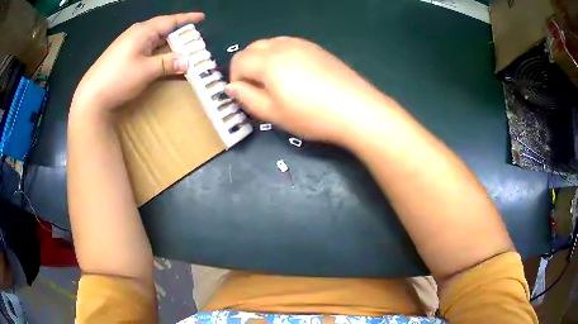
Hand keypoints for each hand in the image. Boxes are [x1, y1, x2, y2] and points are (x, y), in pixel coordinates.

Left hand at [72, 13, 204, 112]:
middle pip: (162, 29)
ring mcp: (128, 44)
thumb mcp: (146, 70)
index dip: (186, 19)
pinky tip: (160, 57)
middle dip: (178, 33)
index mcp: (143, 31)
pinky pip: (146, 48)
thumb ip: (168, 63)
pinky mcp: (123, 55)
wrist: (91, 96)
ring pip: (154, 39)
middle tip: (192, 39)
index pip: (170, 21)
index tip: (201, 17)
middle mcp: (136, 34)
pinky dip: (157, 51)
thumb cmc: (119, 78)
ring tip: (180, 48)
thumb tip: (187, 61)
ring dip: (167, 43)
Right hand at [228, 37, 392, 144]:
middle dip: (247, 67)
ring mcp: (301, 43)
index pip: (238, 61)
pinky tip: (295, 75)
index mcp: (268, 60)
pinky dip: (281, 56)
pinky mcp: (316, 48)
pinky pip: (288, 45)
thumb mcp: (273, 113)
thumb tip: (231, 87)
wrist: (356, 109)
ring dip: (263, 60)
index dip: (236, 79)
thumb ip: (246, 97)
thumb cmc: (311, 115)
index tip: (246, 96)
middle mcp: (282, 45)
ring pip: (270, 44)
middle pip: (252, 49)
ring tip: (276, 83)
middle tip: (259, 90)